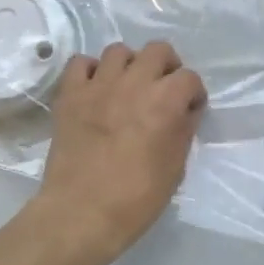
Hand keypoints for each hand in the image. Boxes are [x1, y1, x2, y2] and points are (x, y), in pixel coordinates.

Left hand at [34, 41, 207, 264]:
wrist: (80, 214)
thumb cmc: (136, 199)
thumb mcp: (175, 168)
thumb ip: (182, 131)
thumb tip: (184, 113)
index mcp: (165, 101)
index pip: (190, 78)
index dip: (193, 94)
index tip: (190, 110)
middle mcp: (134, 83)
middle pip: (158, 50)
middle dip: (167, 67)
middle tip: (163, 90)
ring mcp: (99, 85)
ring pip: (119, 50)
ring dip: (130, 65)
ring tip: (128, 87)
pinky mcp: (70, 95)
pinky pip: (81, 63)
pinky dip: (91, 71)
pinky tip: (96, 90)